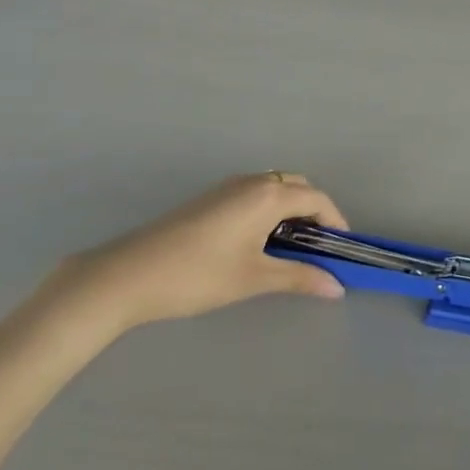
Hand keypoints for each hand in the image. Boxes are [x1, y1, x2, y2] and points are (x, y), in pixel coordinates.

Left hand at [59, 172, 346, 335]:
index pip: (317, 199)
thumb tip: (337, 287)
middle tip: (318, 248)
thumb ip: (299, 277)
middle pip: (298, 187)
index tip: (342, 250)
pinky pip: (254, 194)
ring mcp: (227, 187)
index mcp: (268, 195)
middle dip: (315, 213)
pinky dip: (269, 210)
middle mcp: (252, 182)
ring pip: (274, 188)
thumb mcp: (254, 278)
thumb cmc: (198, 275)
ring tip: (291, 248)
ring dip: (291, 210)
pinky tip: (258, 243)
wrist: (127, 275)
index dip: (336, 221)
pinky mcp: (209, 199)